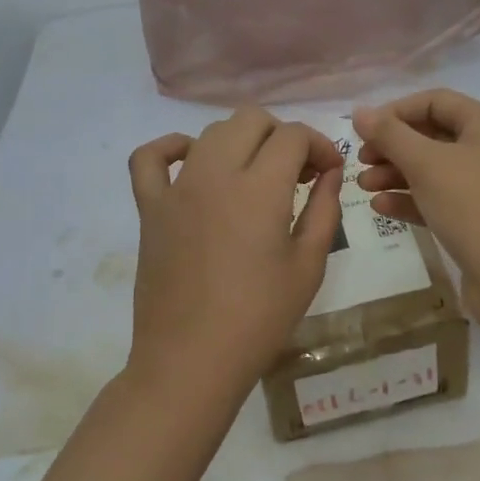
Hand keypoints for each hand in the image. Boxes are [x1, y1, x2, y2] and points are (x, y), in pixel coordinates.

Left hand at [127, 108, 342, 413]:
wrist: (192, 360)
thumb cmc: (260, 318)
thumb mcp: (309, 266)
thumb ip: (324, 209)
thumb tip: (330, 173)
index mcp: (260, 188)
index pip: (293, 136)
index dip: (320, 145)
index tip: (329, 173)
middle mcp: (216, 174)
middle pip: (252, 120)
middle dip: (283, 135)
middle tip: (297, 173)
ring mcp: (177, 189)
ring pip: (210, 133)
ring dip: (242, 141)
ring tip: (257, 175)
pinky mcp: (150, 208)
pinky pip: (150, 158)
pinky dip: (171, 148)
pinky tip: (193, 162)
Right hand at [352, 89, 479, 333]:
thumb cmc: (473, 206)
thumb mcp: (426, 164)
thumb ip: (390, 135)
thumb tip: (360, 111)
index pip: (435, 101)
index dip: (396, 111)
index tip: (364, 130)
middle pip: (431, 136)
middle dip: (392, 146)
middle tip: (360, 161)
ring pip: (432, 170)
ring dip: (395, 174)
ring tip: (364, 186)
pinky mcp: (476, 220)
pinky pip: (437, 200)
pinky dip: (410, 200)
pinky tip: (381, 207)